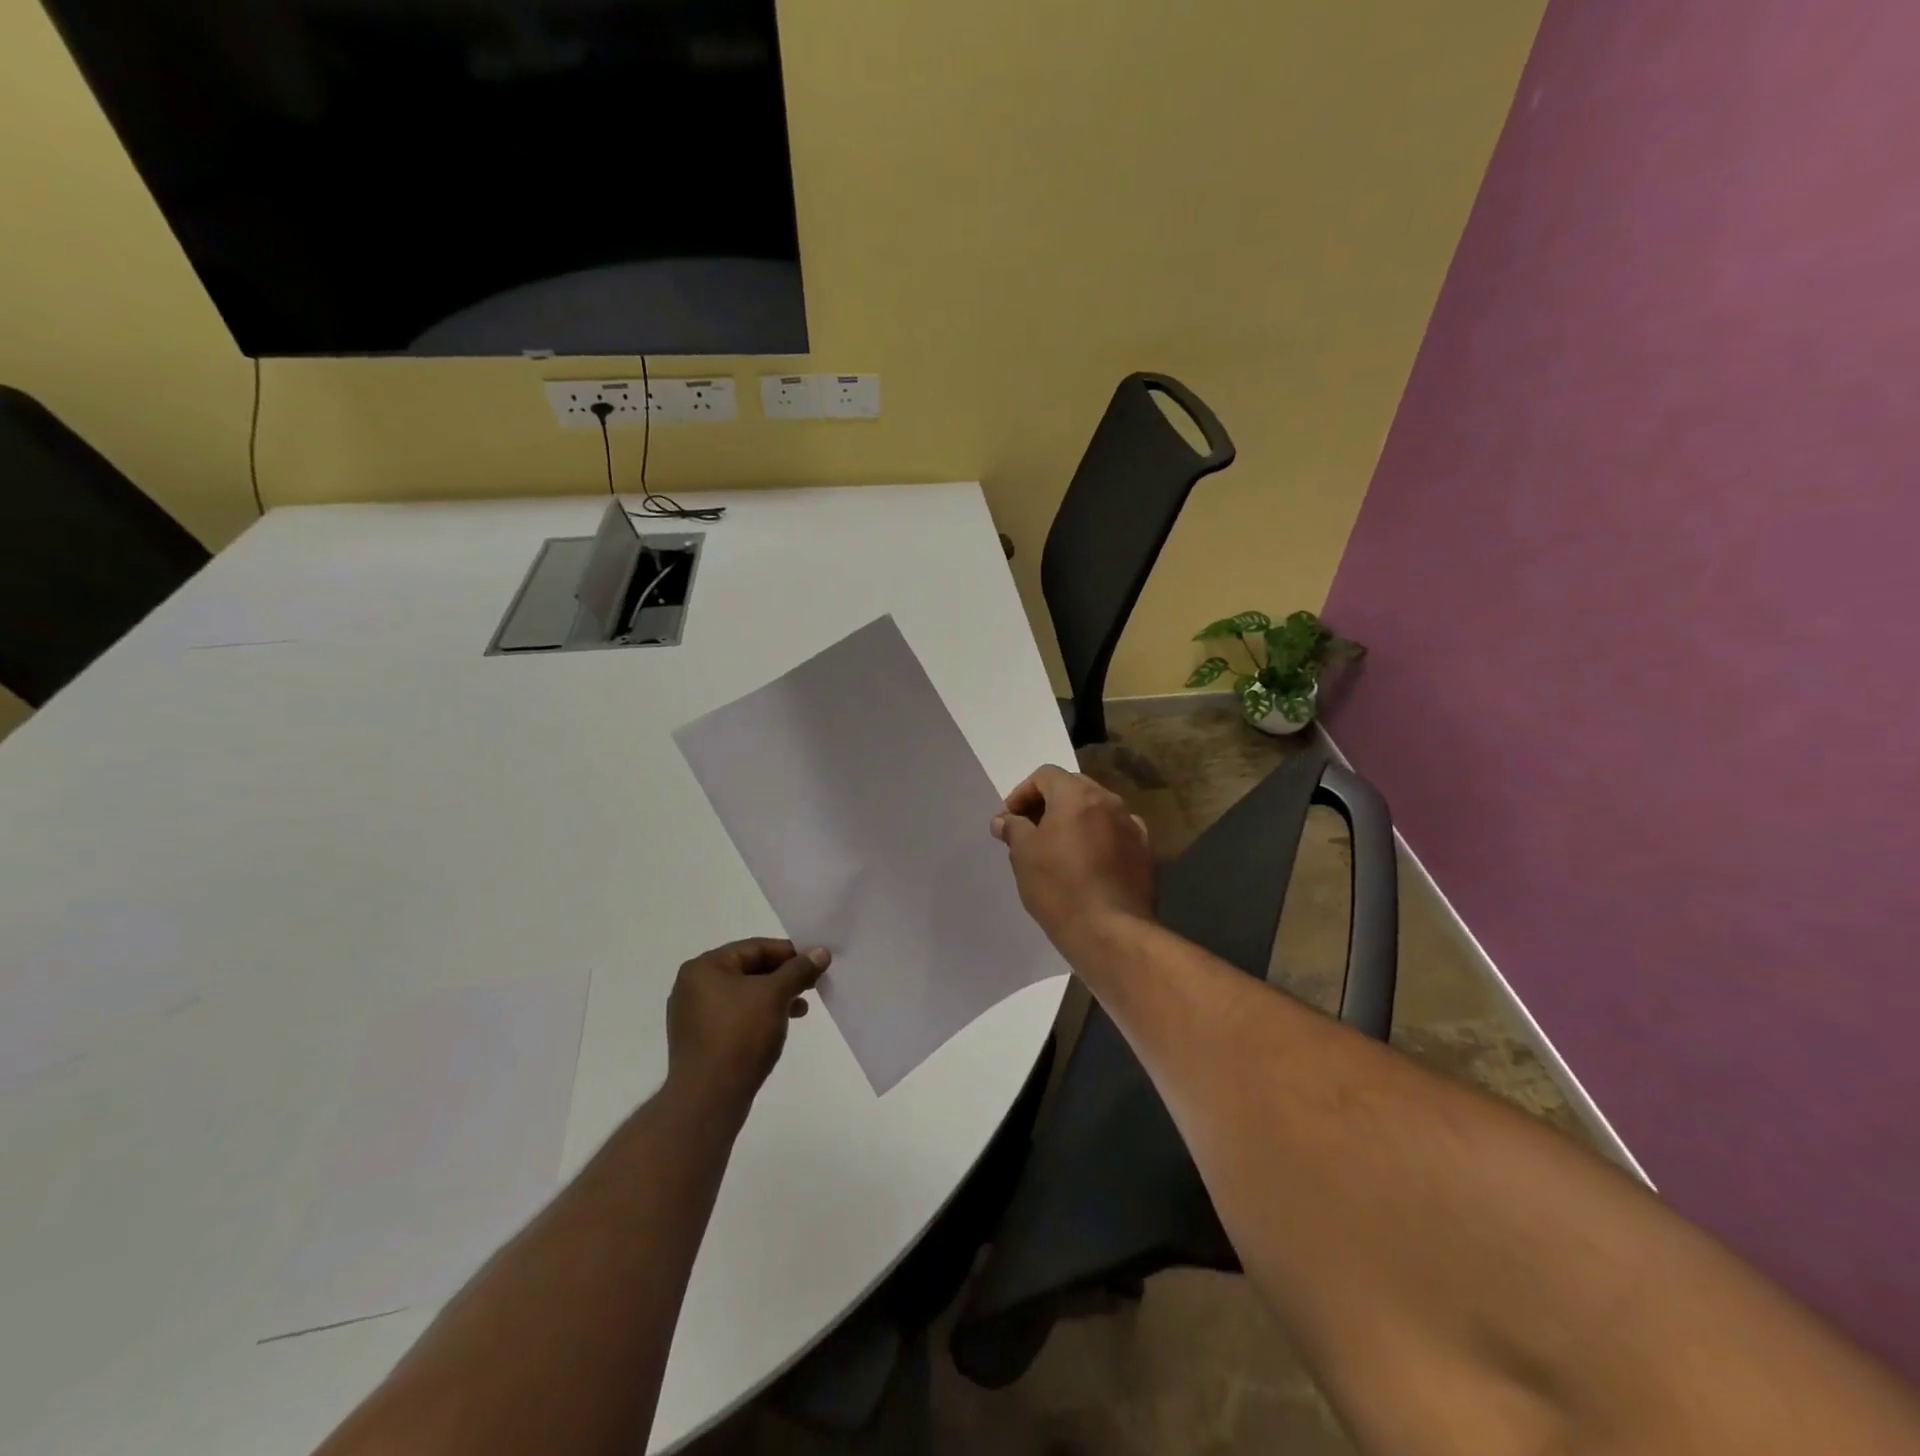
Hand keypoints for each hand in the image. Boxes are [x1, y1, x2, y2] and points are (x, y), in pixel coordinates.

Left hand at [666, 938, 829, 1113]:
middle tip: (813, 984)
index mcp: (703, 968)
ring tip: (802, 1008)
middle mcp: (692, 987)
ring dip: (774, 997)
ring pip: (744, 995)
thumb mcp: (775, 995)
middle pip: (748, 970)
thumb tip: (821, 952)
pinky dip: (759, 1016)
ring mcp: (694, 1017)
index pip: (753, 948)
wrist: (708, 1099)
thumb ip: (798, 970)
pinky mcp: (700, 1042)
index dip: (788, 952)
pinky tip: (780, 1026)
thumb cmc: (739, 1035)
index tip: (815, 962)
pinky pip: (735, 1017)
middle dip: (783, 976)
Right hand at [990, 765, 1153, 953]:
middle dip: (1048, 804)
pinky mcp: (1145, 853)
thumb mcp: (1023, 854)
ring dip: (1074, 821)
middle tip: (1029, 831)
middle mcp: (1109, 802)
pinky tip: (1087, 864)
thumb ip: (1013, 828)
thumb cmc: (1059, 887)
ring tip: (1056, 849)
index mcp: (1077, 795)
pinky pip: (1114, 834)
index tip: (1009, 820)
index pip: (1045, 775)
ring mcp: (1132, 827)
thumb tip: (1005, 820)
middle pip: (1073, 788)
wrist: (1110, 931)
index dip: (1022, 793)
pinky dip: (1097, 839)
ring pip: (1097, 811)